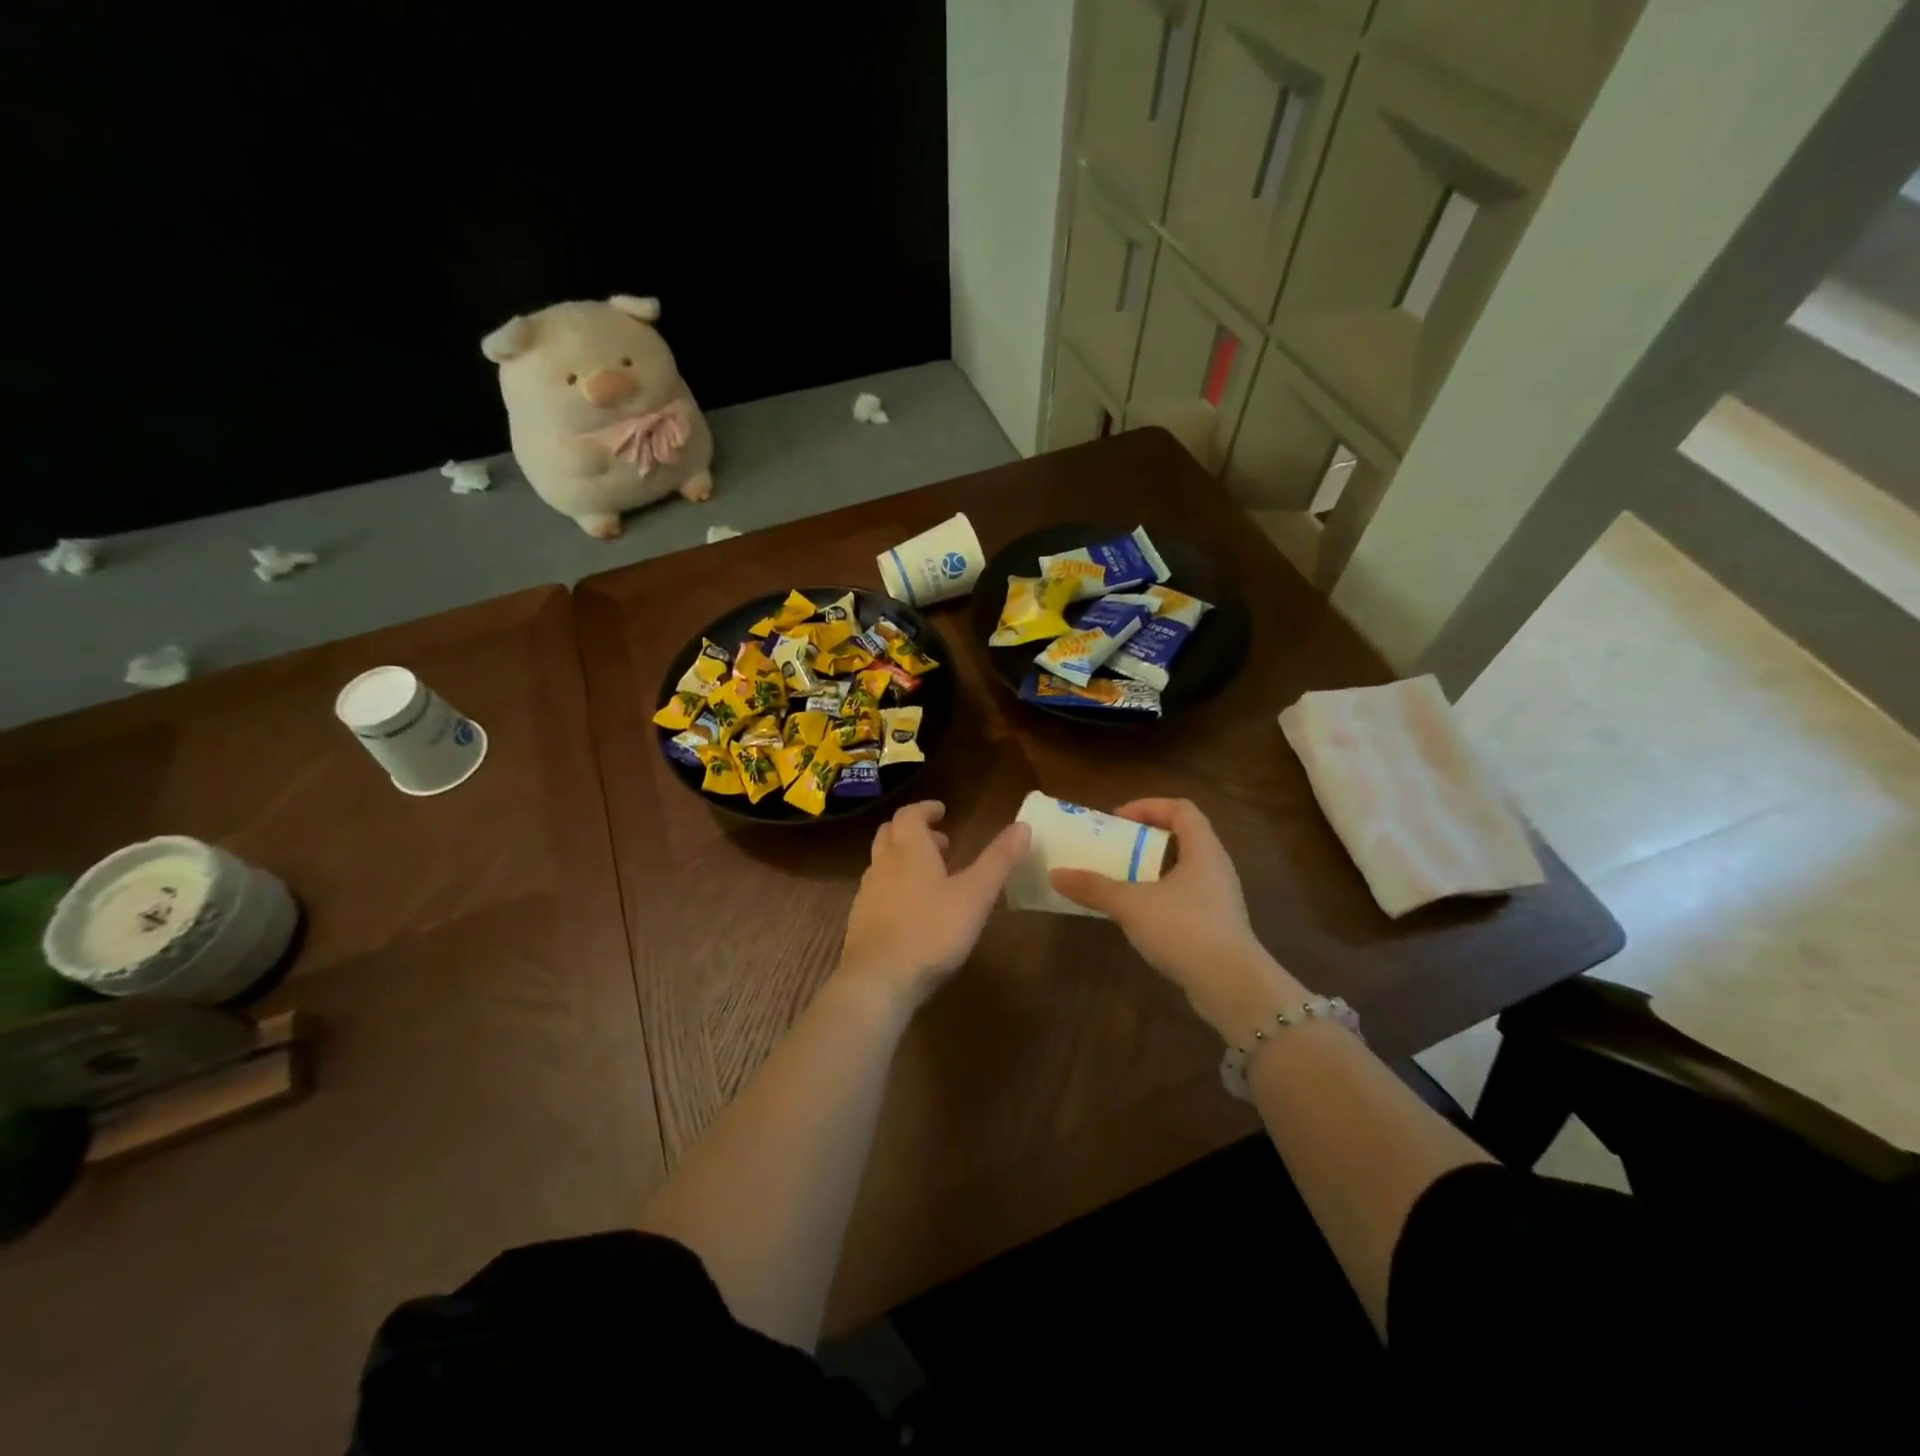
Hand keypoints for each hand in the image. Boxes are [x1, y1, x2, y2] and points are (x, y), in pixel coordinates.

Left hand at [837, 801, 1030, 1010]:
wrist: (878, 980)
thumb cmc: (931, 931)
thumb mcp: (975, 895)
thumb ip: (998, 860)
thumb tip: (1023, 825)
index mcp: (909, 850)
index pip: (910, 814)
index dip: (926, 809)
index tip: (942, 811)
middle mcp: (883, 864)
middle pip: (891, 834)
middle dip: (914, 831)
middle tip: (940, 841)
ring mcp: (867, 893)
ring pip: (882, 862)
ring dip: (903, 859)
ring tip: (931, 876)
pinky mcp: (860, 921)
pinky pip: (877, 890)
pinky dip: (895, 886)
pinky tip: (912, 910)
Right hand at [1049, 799, 1305, 1041]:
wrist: (1231, 986)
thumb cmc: (1184, 929)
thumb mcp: (1131, 904)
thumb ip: (1094, 887)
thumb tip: (1055, 874)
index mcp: (1203, 849)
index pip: (1181, 808)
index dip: (1148, 806)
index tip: (1117, 820)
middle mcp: (1216, 867)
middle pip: (1182, 836)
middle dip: (1145, 838)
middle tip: (1114, 847)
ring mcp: (1219, 898)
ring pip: (1183, 869)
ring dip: (1151, 869)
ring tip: (1120, 879)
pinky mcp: (1217, 925)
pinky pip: (1185, 896)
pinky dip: (1160, 895)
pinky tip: (1138, 914)